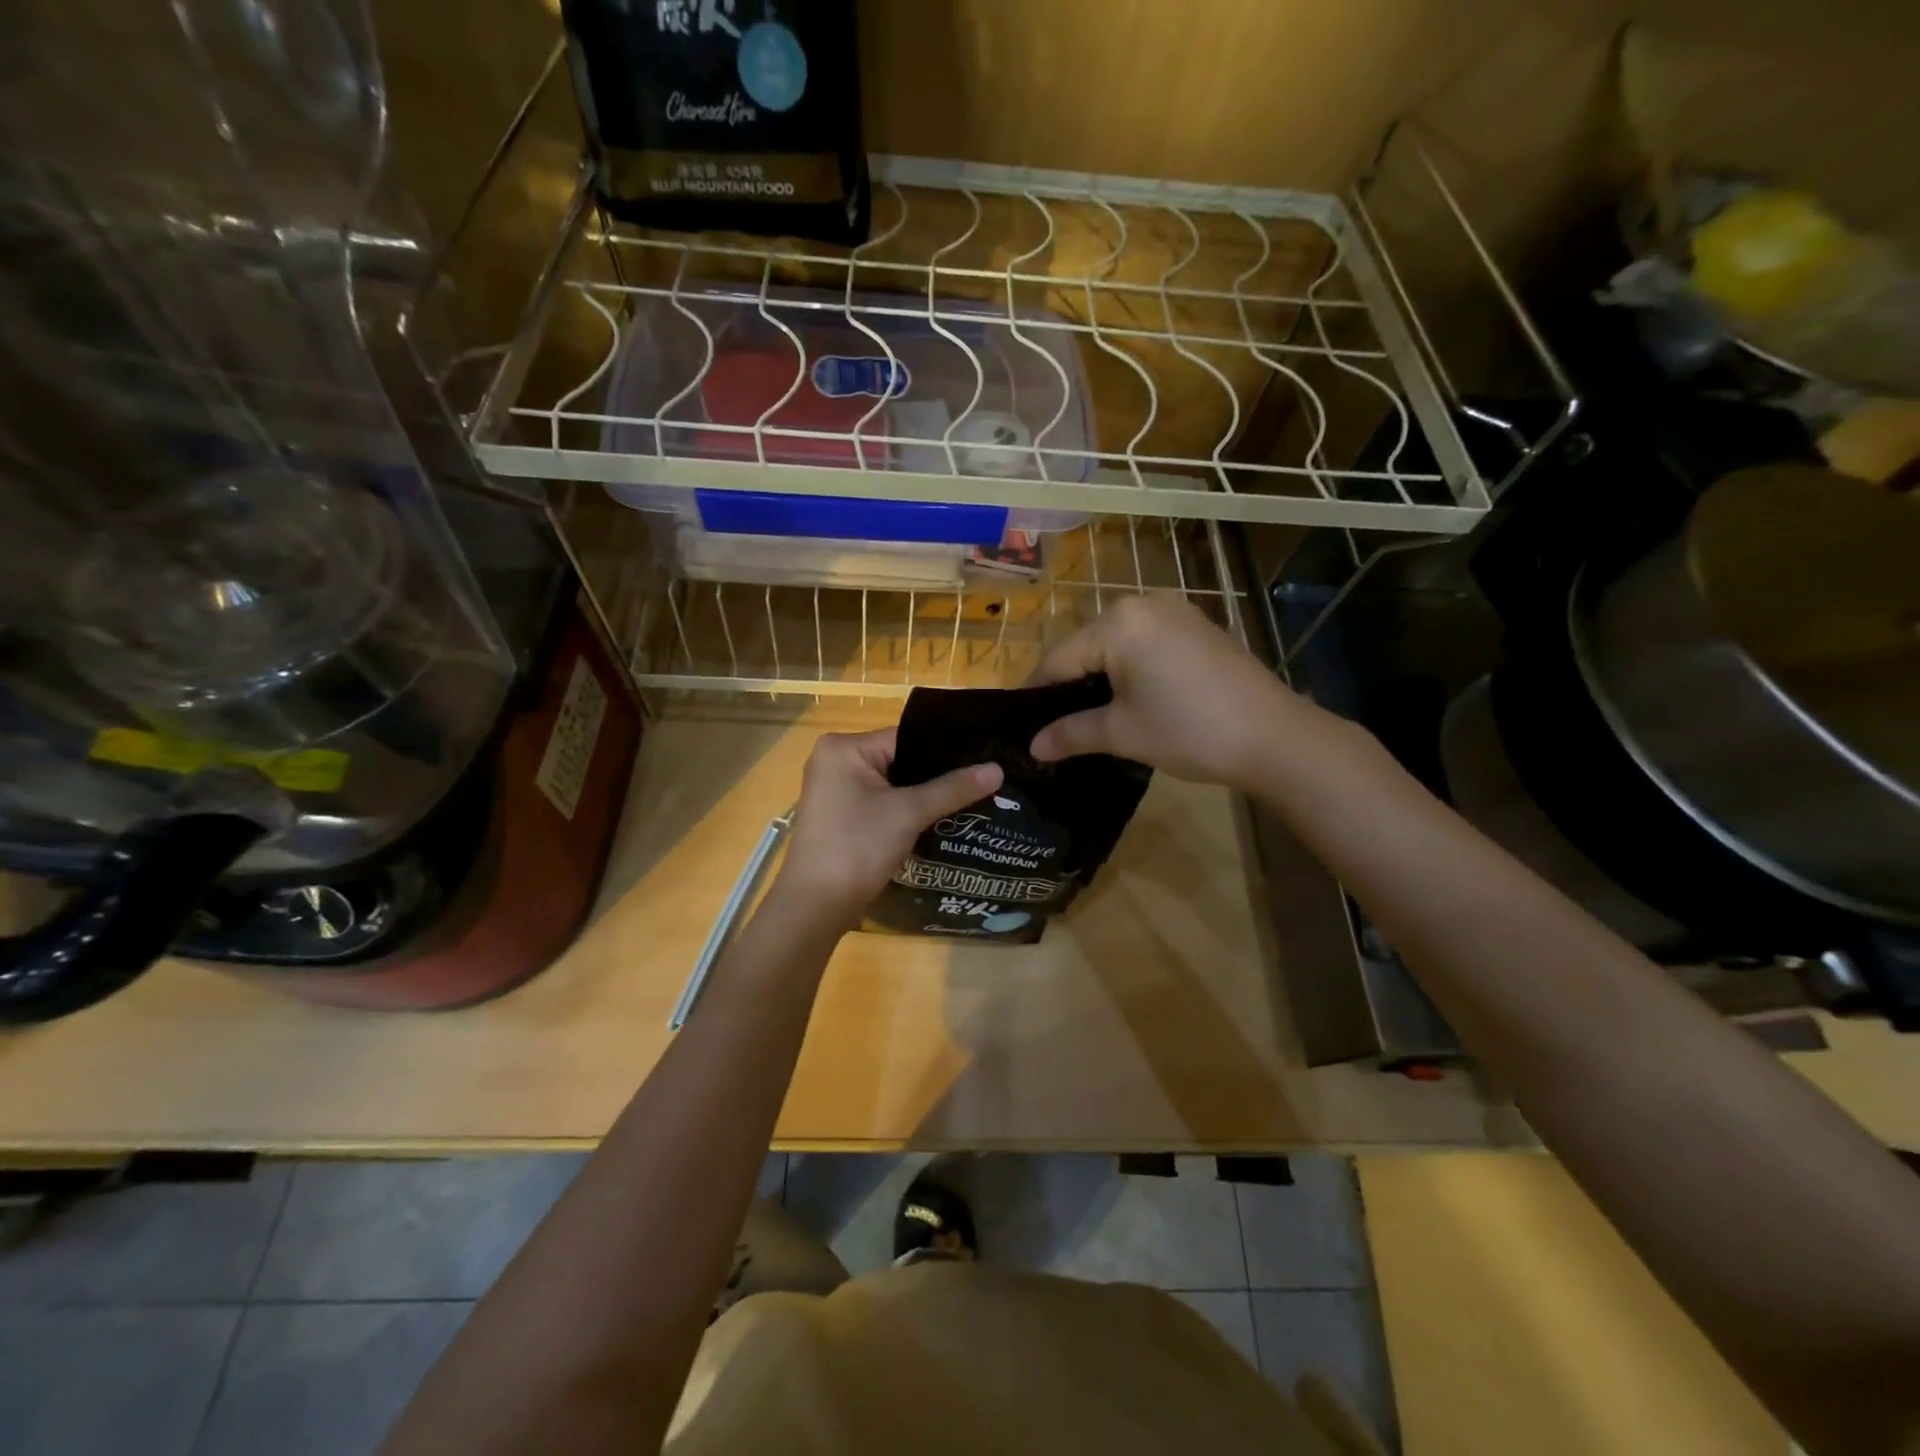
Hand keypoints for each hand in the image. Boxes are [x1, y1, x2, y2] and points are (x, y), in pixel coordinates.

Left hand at [768, 728, 1002, 932]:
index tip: (984, 759)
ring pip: (892, 783)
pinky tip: (939, 819)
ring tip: (970, 798)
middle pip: (900, 759)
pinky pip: (881, 802)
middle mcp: (835, 760)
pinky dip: (906, 810)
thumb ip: (953, 788)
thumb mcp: (909, 813)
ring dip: (924, 794)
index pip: (907, 738)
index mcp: (844, 747)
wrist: (815, 906)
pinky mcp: (840, 815)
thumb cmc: (857, 847)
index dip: (946, 751)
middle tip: (983, 780)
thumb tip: (998, 769)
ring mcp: (835, 789)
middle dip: (937, 774)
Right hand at [1029, 595, 1312, 788]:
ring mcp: (1175, 612)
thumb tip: (1032, 746)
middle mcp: (1143, 604)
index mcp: (1118, 622)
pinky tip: (1132, 700)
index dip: (1037, 695)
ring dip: (1100, 679)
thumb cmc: (1188, 730)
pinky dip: (1131, 670)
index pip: (1058, 659)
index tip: (1024, 726)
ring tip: (1091, 718)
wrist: (1275, 737)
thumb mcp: (1122, 733)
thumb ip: (1070, 734)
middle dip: (1070, 687)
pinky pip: (1146, 644)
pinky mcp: (1197, 627)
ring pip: (1116, 645)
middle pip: (1086, 647)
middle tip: (1057, 728)